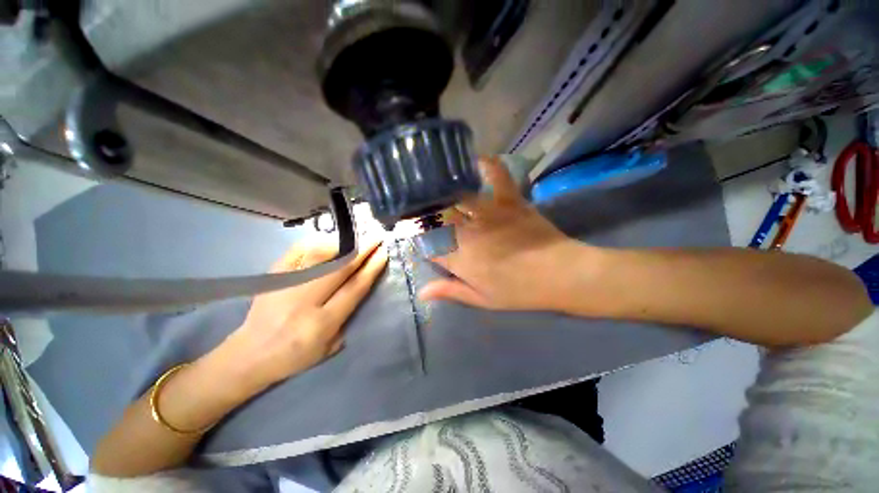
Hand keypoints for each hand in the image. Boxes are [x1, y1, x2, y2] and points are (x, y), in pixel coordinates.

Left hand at [206, 237, 387, 395]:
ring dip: (341, 244)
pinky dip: (314, 243)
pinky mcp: (272, 278)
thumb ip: (347, 319)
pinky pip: (295, 253)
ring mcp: (286, 286)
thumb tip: (358, 286)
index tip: (382, 253)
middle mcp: (305, 302)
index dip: (371, 269)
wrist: (249, 355)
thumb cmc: (294, 357)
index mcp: (322, 323)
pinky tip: (328, 239)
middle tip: (375, 237)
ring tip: (355, 237)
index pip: (354, 289)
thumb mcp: (329, 348)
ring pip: (318, 256)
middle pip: (340, 269)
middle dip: (362, 250)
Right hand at [419, 157, 597, 310]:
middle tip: (424, 212)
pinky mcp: (508, 200)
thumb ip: (450, 292)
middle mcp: (466, 232)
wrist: (559, 274)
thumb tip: (421, 293)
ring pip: (456, 197)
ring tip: (436, 184)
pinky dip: (487, 165)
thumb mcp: (482, 299)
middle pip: (437, 218)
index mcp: (459, 258)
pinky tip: (477, 158)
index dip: (420, 240)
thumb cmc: (519, 291)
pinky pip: (496, 176)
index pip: (428, 244)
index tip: (419, 238)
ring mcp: (488, 212)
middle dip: (427, 215)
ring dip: (444, 192)